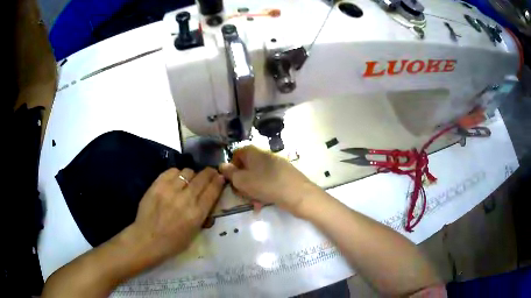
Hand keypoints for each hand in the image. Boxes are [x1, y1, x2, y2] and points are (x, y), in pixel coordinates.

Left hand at [130, 167, 224, 262]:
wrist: (147, 239)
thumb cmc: (173, 242)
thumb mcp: (195, 232)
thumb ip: (203, 213)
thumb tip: (209, 197)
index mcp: (197, 214)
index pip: (212, 190)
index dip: (219, 181)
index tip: (221, 176)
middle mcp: (185, 199)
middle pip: (202, 177)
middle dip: (209, 173)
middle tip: (210, 173)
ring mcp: (170, 190)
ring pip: (188, 172)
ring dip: (192, 175)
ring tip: (189, 180)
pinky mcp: (157, 185)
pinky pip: (172, 171)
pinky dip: (177, 174)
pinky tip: (175, 180)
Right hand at [219, 146, 319, 216]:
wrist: (298, 194)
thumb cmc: (266, 185)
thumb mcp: (242, 181)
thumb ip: (230, 173)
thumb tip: (222, 165)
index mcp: (254, 153)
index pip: (237, 154)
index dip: (232, 167)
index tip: (231, 181)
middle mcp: (265, 156)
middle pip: (247, 167)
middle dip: (242, 182)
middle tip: (242, 195)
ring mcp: (276, 165)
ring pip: (257, 177)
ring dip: (252, 190)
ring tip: (254, 203)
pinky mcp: (284, 175)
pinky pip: (268, 182)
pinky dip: (264, 191)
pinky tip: (264, 203)